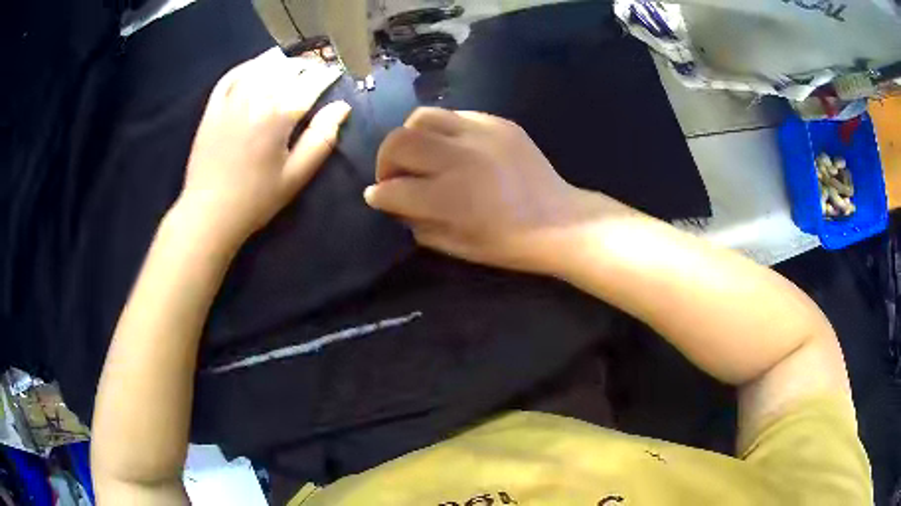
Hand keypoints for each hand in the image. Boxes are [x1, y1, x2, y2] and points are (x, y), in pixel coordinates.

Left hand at [175, 48, 350, 248]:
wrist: (209, 213)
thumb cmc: (256, 199)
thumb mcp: (296, 176)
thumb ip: (321, 139)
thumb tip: (342, 107)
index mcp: (279, 116)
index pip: (311, 83)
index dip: (327, 75)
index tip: (336, 73)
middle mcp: (256, 99)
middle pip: (287, 69)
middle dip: (306, 65)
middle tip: (316, 70)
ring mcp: (231, 101)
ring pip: (260, 67)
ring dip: (280, 61)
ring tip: (291, 64)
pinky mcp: (212, 108)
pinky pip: (231, 76)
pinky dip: (247, 66)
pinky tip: (256, 66)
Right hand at [364, 107, 626, 273]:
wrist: (560, 221)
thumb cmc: (508, 243)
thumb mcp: (456, 246)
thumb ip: (417, 222)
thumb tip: (392, 200)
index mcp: (450, 198)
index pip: (393, 188)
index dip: (378, 194)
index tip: (377, 197)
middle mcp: (460, 158)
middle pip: (399, 141)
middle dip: (385, 160)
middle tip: (393, 174)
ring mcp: (481, 134)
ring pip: (421, 117)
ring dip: (410, 137)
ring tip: (419, 154)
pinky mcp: (498, 122)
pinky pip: (454, 116)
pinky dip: (441, 131)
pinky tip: (450, 148)